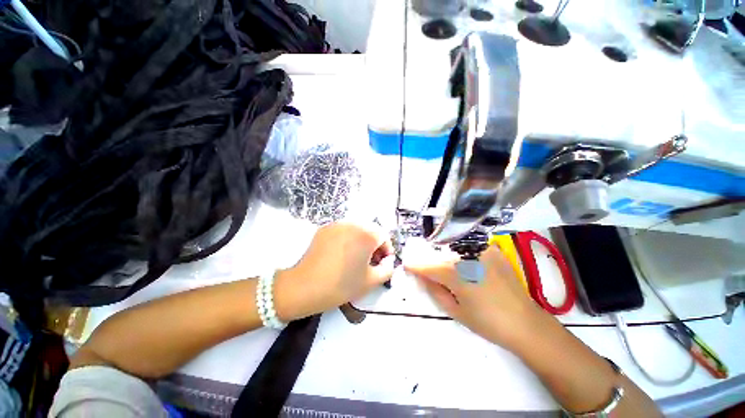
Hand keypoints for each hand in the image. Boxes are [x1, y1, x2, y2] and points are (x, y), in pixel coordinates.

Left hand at [274, 222, 395, 321]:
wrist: (303, 286)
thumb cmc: (341, 285)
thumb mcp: (371, 281)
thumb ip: (387, 269)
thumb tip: (388, 262)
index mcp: (366, 234)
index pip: (384, 236)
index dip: (386, 250)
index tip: (382, 263)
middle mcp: (353, 224)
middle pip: (371, 230)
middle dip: (374, 245)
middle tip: (370, 262)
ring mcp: (337, 224)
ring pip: (357, 229)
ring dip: (361, 241)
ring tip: (355, 258)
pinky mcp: (325, 228)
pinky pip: (343, 231)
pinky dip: (348, 239)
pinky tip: (341, 255)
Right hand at [405, 245, 547, 349]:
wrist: (525, 322)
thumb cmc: (487, 322)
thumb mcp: (455, 311)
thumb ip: (435, 291)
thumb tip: (422, 276)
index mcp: (456, 274)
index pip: (427, 266)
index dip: (414, 265)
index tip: (406, 264)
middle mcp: (466, 256)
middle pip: (439, 254)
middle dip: (429, 260)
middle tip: (423, 265)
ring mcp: (481, 250)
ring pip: (453, 248)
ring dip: (445, 255)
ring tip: (444, 264)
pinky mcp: (492, 250)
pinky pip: (471, 247)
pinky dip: (463, 252)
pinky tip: (465, 261)